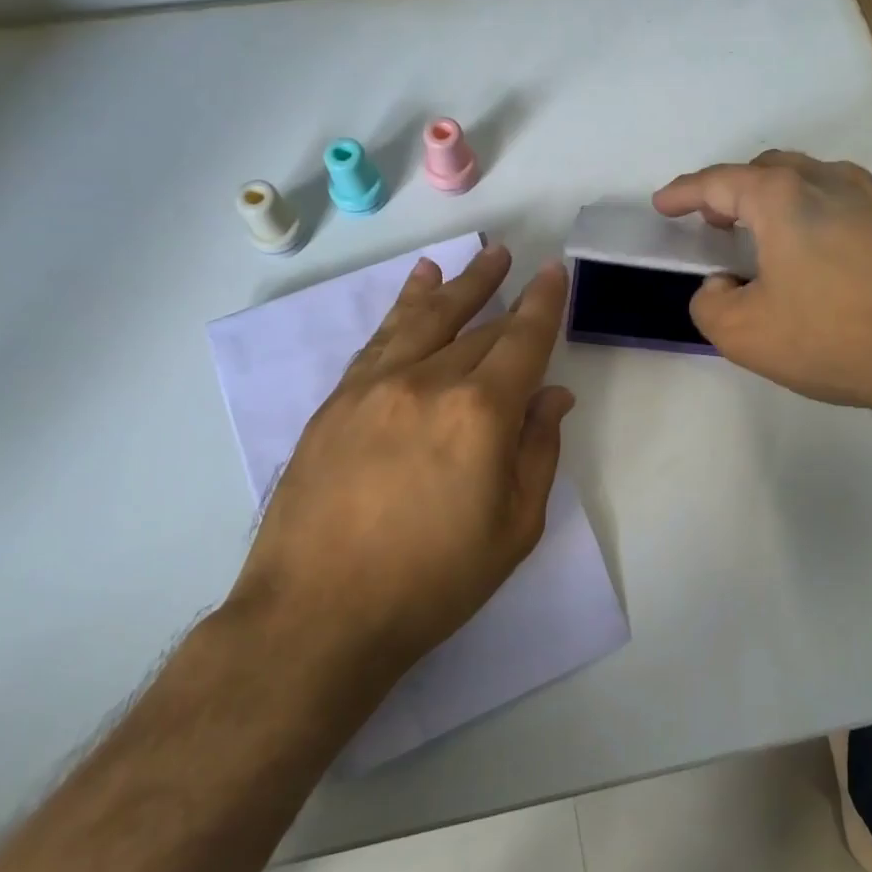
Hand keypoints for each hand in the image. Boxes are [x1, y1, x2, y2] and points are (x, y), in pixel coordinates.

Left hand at [228, 245, 573, 690]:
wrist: (318, 613)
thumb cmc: (432, 581)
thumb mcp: (513, 528)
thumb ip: (538, 452)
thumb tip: (552, 396)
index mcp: (480, 413)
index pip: (523, 340)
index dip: (543, 304)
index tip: (554, 272)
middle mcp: (429, 382)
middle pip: (479, 329)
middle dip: (505, 298)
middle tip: (520, 267)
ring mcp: (377, 386)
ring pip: (427, 318)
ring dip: (458, 285)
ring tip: (480, 258)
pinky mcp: (339, 400)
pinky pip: (381, 337)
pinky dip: (405, 305)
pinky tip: (418, 287)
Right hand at [653, 151, 871, 437]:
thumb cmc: (835, 338)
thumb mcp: (744, 334)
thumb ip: (710, 302)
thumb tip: (723, 284)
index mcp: (784, 198)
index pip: (719, 182)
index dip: (684, 192)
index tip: (663, 204)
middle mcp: (830, 183)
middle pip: (768, 171)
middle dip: (732, 190)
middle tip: (714, 220)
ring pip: (810, 182)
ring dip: (775, 200)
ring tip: (761, 235)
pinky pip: (841, 205)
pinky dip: (812, 217)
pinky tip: (814, 256)